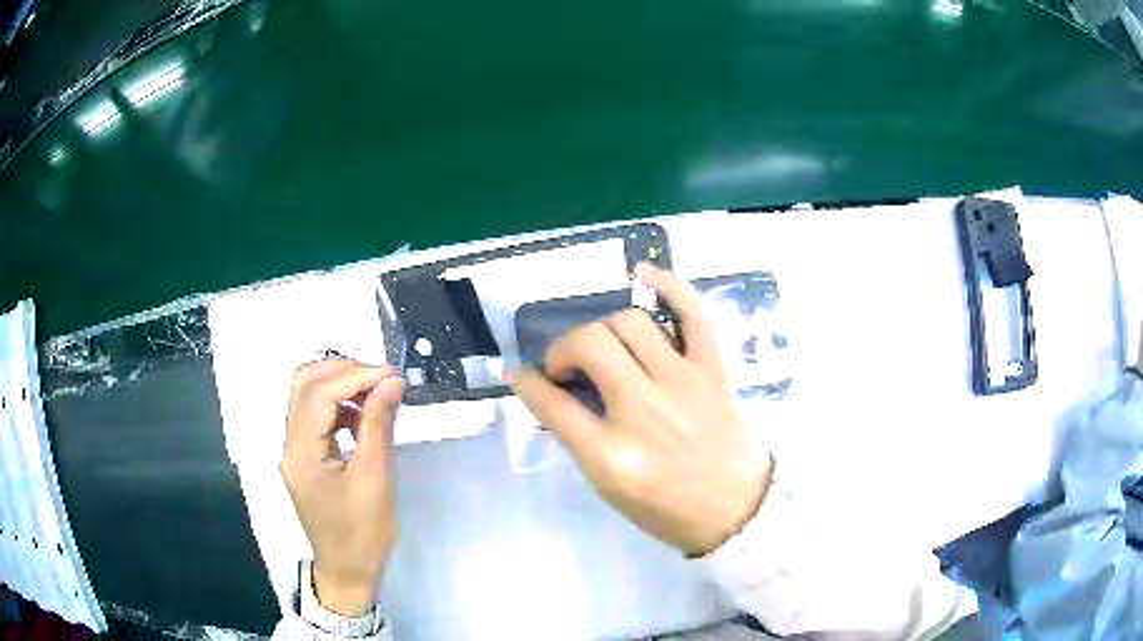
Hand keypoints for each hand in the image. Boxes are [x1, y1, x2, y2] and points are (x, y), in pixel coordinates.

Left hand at [280, 360, 403, 615]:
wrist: (348, 571)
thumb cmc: (363, 532)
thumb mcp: (376, 478)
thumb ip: (379, 424)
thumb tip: (391, 381)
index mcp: (301, 452)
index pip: (319, 393)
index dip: (356, 375)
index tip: (394, 375)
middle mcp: (290, 443)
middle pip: (305, 383)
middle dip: (344, 371)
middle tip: (382, 379)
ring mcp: (294, 449)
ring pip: (308, 395)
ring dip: (341, 385)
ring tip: (377, 393)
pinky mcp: (304, 456)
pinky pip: (315, 415)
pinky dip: (339, 404)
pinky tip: (363, 417)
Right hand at [512, 264, 772, 555]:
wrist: (736, 509)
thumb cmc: (668, 509)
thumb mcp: (609, 488)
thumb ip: (578, 438)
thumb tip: (551, 392)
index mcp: (611, 455)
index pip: (551, 402)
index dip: (527, 382)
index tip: (523, 375)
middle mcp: (644, 411)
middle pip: (589, 344)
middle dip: (563, 348)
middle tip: (566, 366)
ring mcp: (683, 383)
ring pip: (629, 322)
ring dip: (603, 329)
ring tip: (603, 346)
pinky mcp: (713, 370)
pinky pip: (693, 313)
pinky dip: (669, 285)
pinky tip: (643, 274)